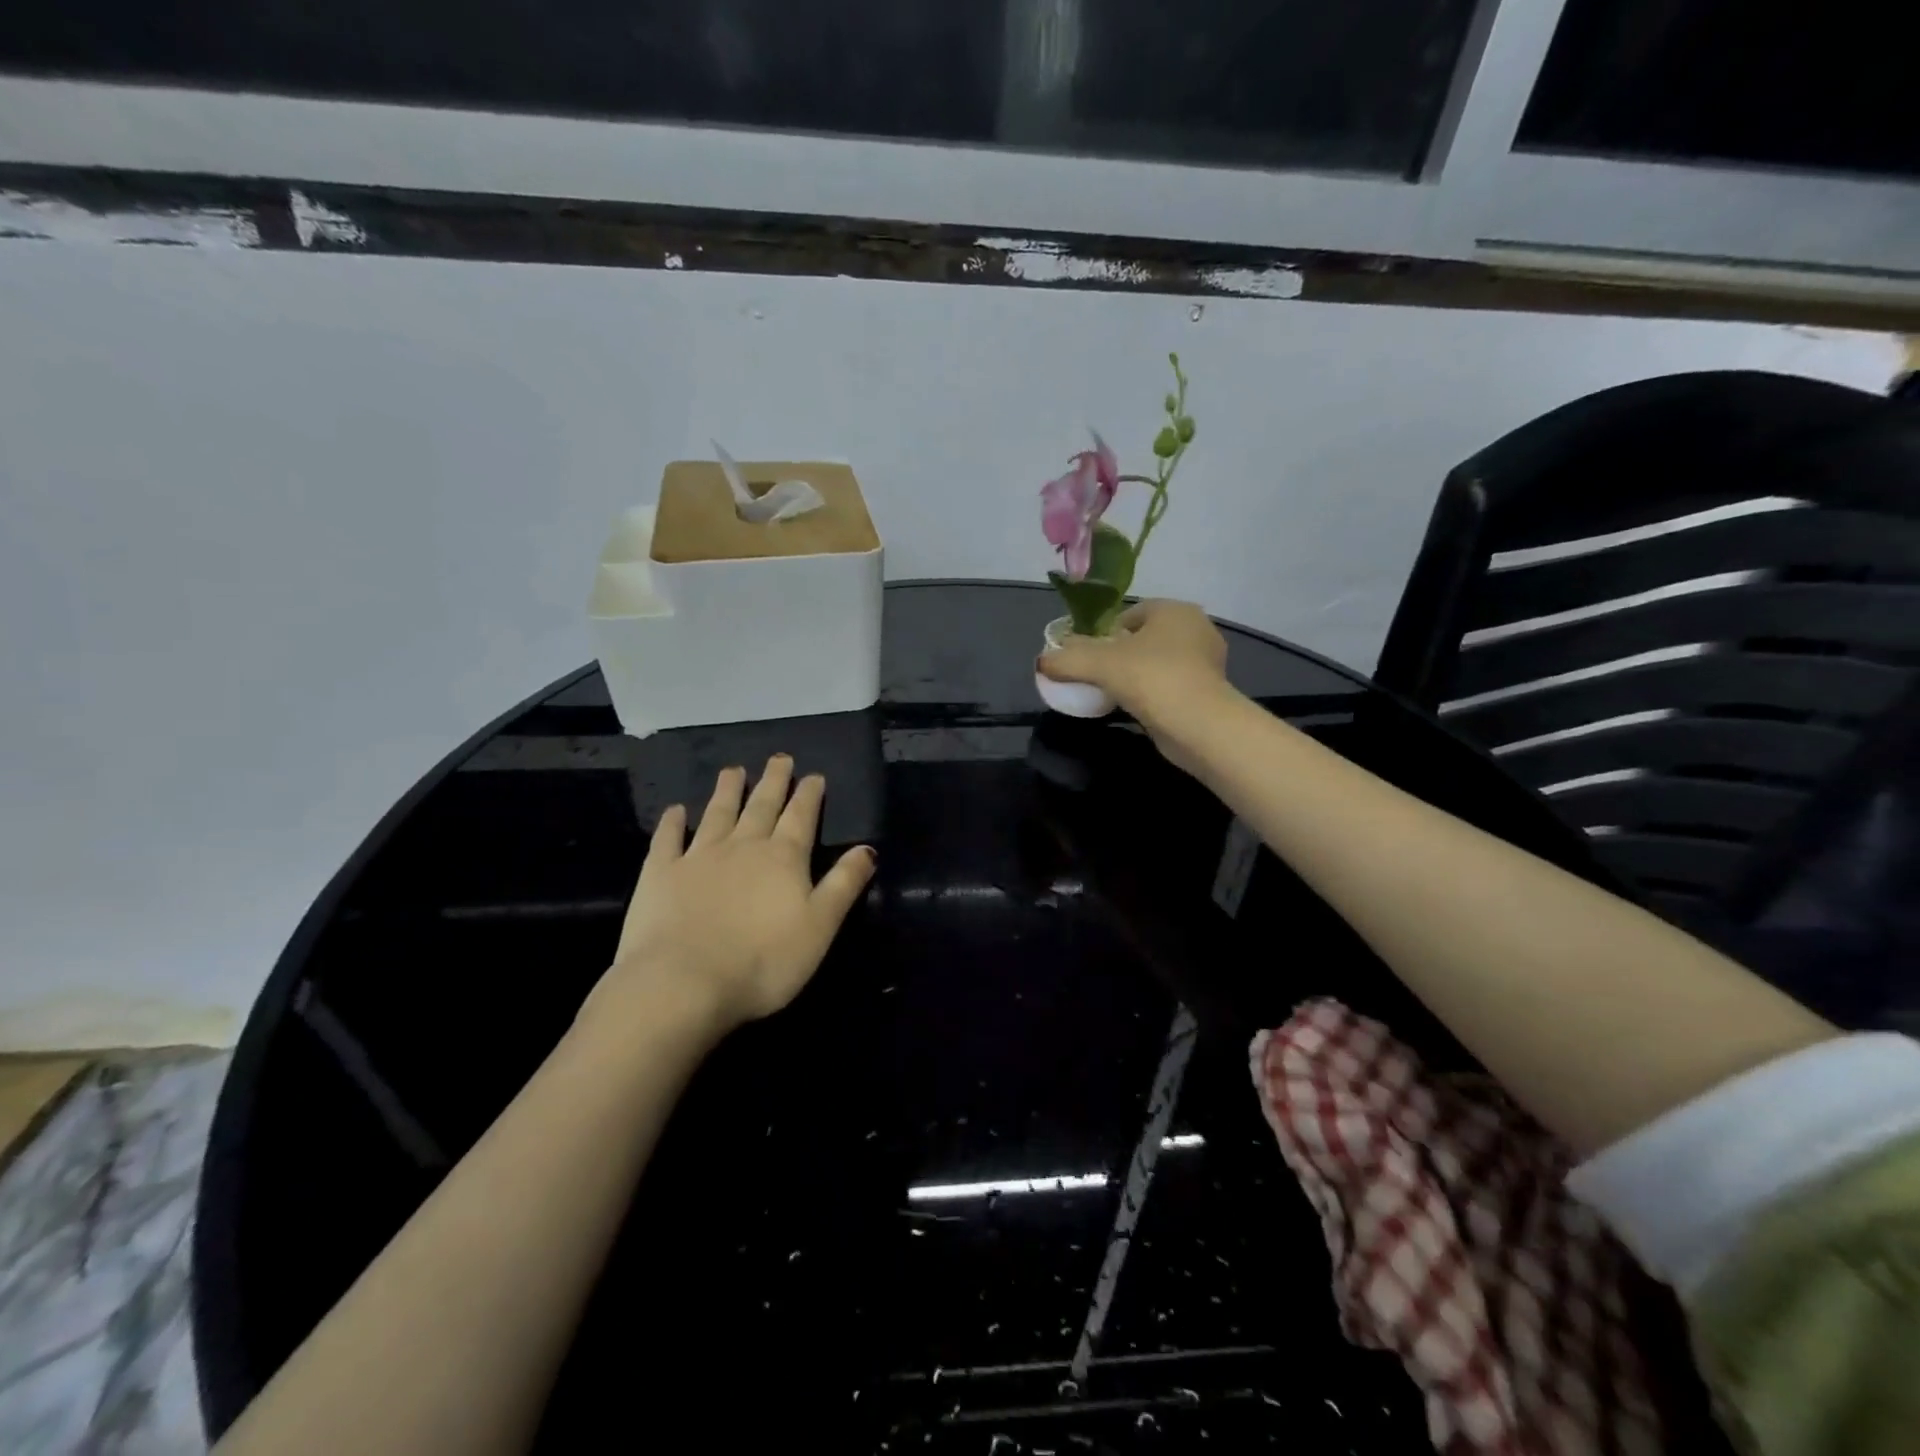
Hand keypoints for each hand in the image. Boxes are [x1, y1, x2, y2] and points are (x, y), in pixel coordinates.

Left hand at [584, 756, 875, 1038]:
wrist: (683, 983)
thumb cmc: (763, 962)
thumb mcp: (820, 927)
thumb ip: (844, 884)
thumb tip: (868, 848)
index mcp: (783, 858)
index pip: (801, 817)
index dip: (809, 795)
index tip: (813, 775)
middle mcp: (743, 847)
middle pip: (761, 806)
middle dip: (773, 782)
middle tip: (779, 758)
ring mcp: (698, 857)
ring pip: (717, 814)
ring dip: (727, 791)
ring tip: (733, 770)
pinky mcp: (660, 874)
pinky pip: (668, 840)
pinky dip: (672, 823)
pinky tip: (675, 810)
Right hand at [1038, 599, 1231, 750]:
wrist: (1199, 725)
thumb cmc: (1151, 679)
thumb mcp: (1099, 665)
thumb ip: (1067, 659)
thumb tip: (1042, 661)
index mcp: (1174, 610)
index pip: (1131, 614)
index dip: (1105, 633)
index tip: (1088, 656)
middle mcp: (1196, 629)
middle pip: (1144, 638)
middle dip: (1120, 655)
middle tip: (1097, 675)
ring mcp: (1207, 662)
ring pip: (1158, 662)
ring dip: (1136, 675)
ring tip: (1113, 694)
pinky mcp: (1209, 692)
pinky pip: (1170, 685)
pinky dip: (1152, 694)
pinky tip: (1136, 709)